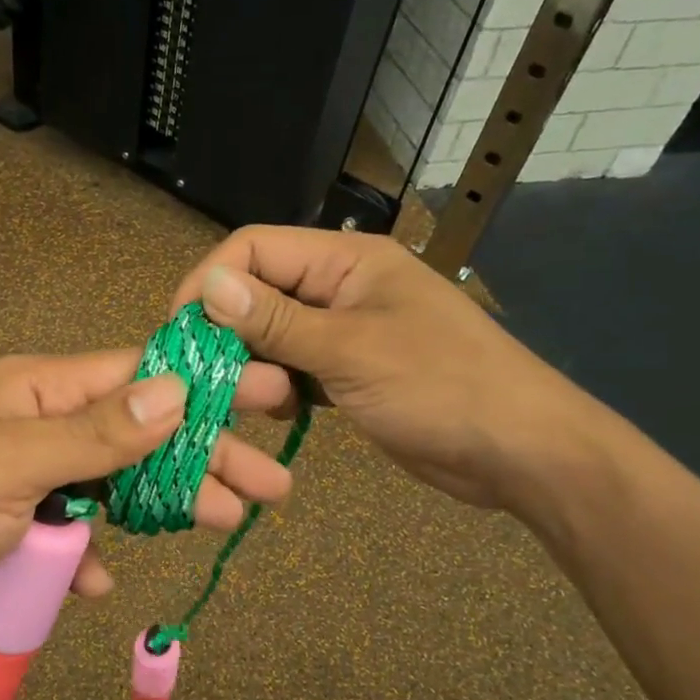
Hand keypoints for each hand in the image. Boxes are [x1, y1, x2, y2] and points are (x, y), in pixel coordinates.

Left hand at [0, 350, 294, 638]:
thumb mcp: (7, 461)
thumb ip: (93, 434)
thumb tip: (174, 391)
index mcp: (36, 392)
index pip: (137, 376)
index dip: (205, 384)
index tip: (266, 391)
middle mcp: (38, 428)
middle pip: (138, 437)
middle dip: (204, 457)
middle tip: (271, 484)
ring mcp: (26, 481)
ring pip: (111, 489)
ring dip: (162, 507)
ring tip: (225, 520)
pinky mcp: (10, 530)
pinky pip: (66, 538)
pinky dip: (86, 558)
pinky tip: (102, 581)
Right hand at [171, 226, 602, 510]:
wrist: (520, 452)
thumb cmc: (441, 387)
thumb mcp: (352, 351)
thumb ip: (277, 321)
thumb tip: (207, 286)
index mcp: (347, 260)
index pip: (255, 248)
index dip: (210, 281)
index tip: (178, 330)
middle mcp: (341, 286)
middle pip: (260, 291)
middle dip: (227, 329)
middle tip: (204, 376)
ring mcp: (346, 331)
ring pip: (274, 334)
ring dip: (252, 363)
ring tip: (243, 400)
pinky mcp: (350, 372)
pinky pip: (296, 367)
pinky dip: (278, 387)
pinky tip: (278, 412)